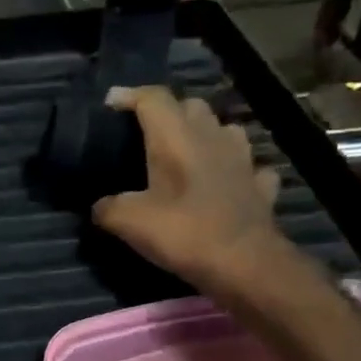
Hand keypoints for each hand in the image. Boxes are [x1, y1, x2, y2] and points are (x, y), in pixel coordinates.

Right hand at [92, 86, 289, 290]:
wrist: (245, 265)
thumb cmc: (185, 233)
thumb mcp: (129, 223)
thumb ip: (108, 208)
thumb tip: (100, 206)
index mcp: (176, 138)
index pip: (153, 98)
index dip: (129, 95)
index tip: (110, 103)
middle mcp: (211, 137)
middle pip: (191, 106)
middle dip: (168, 112)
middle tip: (147, 133)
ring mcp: (243, 159)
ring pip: (224, 129)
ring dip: (205, 134)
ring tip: (188, 152)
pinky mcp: (260, 185)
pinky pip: (248, 166)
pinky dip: (234, 169)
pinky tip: (226, 182)